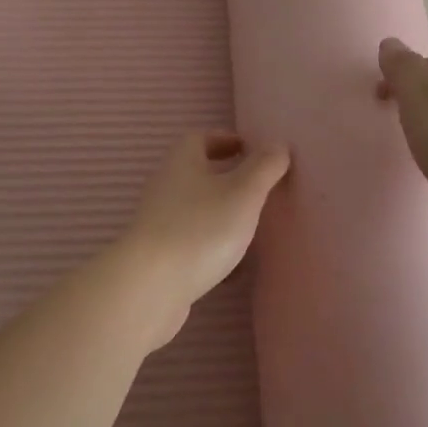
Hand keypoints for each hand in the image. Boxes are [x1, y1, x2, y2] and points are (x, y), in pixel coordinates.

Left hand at [114, 131, 290, 346]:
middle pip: (197, 174)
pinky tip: (233, 269)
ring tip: (251, 229)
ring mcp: (159, 223)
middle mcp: (166, 186)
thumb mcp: (243, 193)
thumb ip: (264, 167)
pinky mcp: (159, 256)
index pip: (201, 138)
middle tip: (258, 190)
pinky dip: (213, 248)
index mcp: (182, 161)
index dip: (226, 140)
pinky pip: (192, 243)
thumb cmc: (200, 229)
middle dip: (227, 179)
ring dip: (222, 215)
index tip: (251, 151)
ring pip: (196, 210)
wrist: (149, 288)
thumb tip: (278, 145)